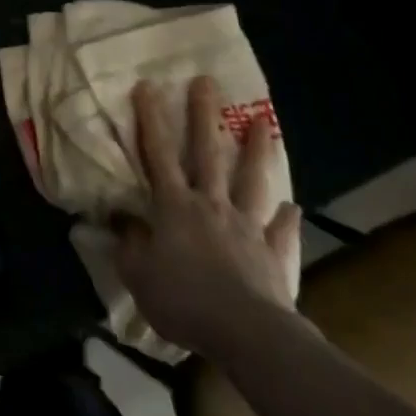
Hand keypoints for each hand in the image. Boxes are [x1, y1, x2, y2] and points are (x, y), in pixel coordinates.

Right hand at [114, 75, 301, 355]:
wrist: (246, 334)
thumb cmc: (184, 300)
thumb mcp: (138, 274)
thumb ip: (128, 243)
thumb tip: (120, 218)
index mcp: (174, 206)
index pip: (157, 153)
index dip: (150, 119)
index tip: (147, 85)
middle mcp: (211, 205)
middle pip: (207, 153)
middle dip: (203, 115)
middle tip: (206, 81)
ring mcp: (246, 227)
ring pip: (251, 181)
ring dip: (256, 150)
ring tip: (263, 122)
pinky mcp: (273, 255)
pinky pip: (280, 232)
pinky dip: (287, 219)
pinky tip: (294, 206)